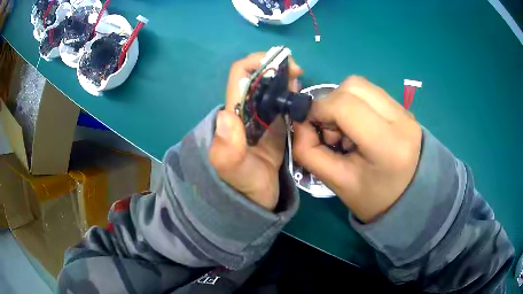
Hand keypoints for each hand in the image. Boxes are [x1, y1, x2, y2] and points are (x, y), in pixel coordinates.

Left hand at [209, 53, 302, 209]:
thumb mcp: (233, 171)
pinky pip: (284, 102)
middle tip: (297, 75)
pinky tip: (301, 98)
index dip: (259, 62)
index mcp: (236, 113)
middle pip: (259, 76)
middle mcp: (248, 110)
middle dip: (277, 67)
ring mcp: (263, 118)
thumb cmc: (244, 186)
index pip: (241, 75)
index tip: (281, 67)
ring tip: (300, 84)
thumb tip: (227, 116)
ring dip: (286, 79)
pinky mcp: (276, 126)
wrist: (257, 200)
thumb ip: (227, 150)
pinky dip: (293, 94)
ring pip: (273, 87)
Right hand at [293, 76, 421, 221]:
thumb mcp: (337, 183)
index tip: (308, 125)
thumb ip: (309, 151)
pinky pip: (370, 92)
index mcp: (387, 145)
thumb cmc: (373, 198)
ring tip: (346, 130)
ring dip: (342, 101)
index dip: (317, 109)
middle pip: (353, 86)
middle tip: (331, 131)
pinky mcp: (404, 108)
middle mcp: (401, 120)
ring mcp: (405, 111)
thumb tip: (300, 123)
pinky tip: (358, 126)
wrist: (410, 197)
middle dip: (330, 103)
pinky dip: (355, 103)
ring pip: (361, 85)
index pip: (345, 105)